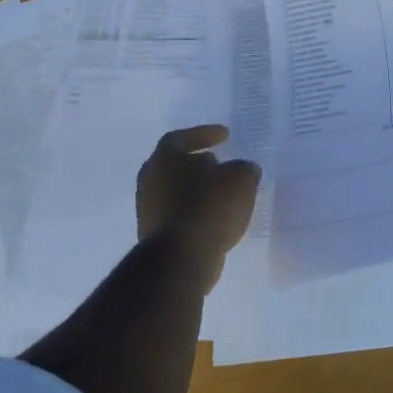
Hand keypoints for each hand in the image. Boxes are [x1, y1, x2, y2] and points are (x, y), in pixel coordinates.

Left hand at [136, 125, 260, 292]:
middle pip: (175, 165)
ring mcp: (148, 210)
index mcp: (165, 157)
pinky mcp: (155, 236)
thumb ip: (244, 169)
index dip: (205, 134)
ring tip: (222, 193)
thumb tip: (243, 170)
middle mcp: (150, 180)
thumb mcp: (241, 179)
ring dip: (197, 190)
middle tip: (220, 164)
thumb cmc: (209, 206)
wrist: (182, 258)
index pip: (182, 137)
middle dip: (198, 164)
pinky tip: (216, 218)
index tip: (225, 136)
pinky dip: (196, 212)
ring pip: (175, 192)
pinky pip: (178, 216)